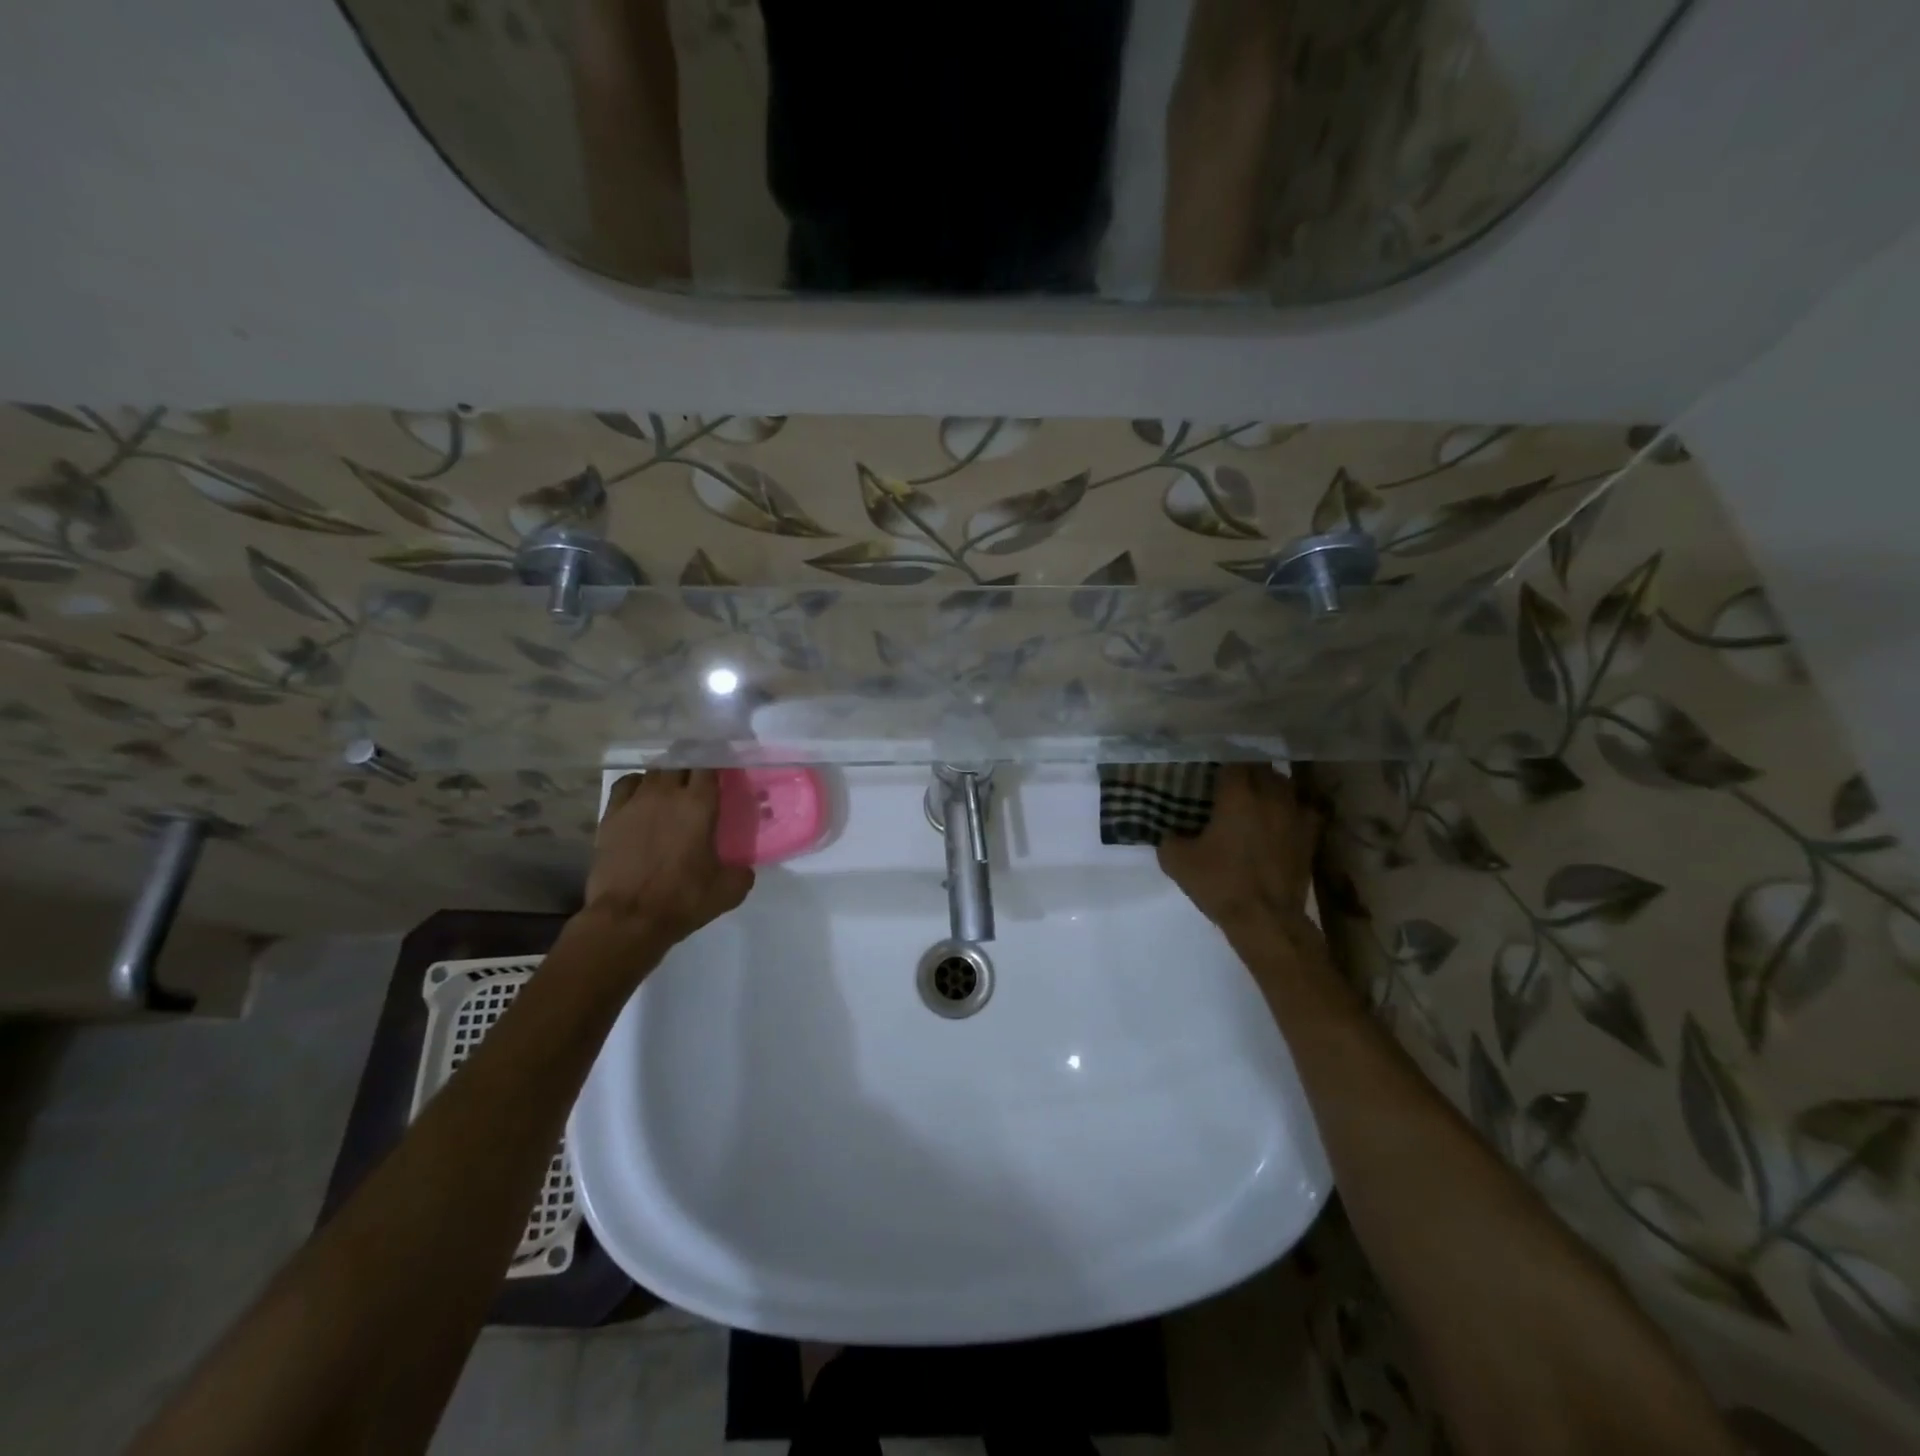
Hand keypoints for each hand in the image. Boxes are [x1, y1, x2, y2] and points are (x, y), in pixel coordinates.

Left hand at [584, 770, 753, 947]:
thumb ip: (742, 872)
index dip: (717, 762)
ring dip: (666, 774)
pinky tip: (642, 795)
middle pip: (680, 761)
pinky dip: (637, 784)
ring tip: (672, 786)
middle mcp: (667, 793)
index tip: (724, 770)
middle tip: (700, 778)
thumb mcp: (729, 890)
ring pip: (654, 771)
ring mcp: (635, 802)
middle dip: (692, 764)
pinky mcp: (610, 816)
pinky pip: (626, 785)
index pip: (709, 765)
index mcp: (699, 804)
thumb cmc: (682, 899)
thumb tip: (743, 868)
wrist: (628, 918)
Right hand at [1158, 763, 1321, 937]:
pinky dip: (1292, 810)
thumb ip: (1170, 838)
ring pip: (1285, 785)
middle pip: (1262, 767)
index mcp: (1238, 794)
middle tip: (1230, 784)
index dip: (1221, 764)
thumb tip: (1171, 832)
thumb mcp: (1176, 861)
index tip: (1210, 772)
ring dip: (1271, 787)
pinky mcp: (1311, 836)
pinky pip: (1304, 810)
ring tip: (1256, 798)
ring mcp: (1296, 815)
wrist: (1266, 920)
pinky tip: (1281, 820)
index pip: (1232, 761)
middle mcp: (1270, 795)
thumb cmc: (1220, 883)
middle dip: (1246, 771)